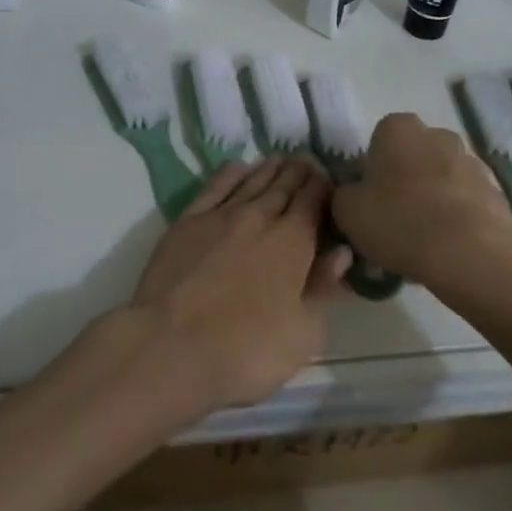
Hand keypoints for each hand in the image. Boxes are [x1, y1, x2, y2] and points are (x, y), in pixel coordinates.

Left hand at [128, 157, 350, 412]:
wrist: (170, 345)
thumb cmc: (246, 350)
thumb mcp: (303, 333)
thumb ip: (323, 288)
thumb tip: (341, 252)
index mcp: (293, 242)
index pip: (313, 201)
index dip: (323, 187)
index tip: (329, 179)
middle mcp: (259, 218)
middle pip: (284, 186)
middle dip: (299, 173)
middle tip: (307, 161)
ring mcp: (221, 216)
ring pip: (252, 181)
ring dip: (269, 169)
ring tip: (281, 160)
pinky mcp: (188, 221)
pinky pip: (215, 187)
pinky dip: (231, 174)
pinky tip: (238, 168)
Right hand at [330, 113, 511, 282]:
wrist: (468, 254)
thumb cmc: (398, 221)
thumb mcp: (347, 211)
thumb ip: (345, 195)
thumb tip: (354, 194)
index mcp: (398, 129)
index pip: (379, 139)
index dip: (373, 169)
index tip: (370, 198)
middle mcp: (438, 134)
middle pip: (414, 155)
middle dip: (406, 179)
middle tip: (395, 217)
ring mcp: (472, 161)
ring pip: (443, 177)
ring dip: (434, 198)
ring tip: (424, 239)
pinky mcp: (497, 191)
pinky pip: (468, 201)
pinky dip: (459, 217)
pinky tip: (449, 248)